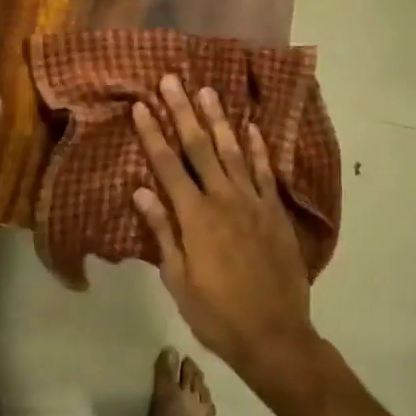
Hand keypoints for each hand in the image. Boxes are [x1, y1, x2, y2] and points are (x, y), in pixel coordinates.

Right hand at [132, 74, 321, 391]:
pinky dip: (259, 147)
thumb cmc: (217, 313)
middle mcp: (223, 200)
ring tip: (207, 90)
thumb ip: (162, 231)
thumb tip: (140, 191)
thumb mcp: (178, 279)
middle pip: (199, 148)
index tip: (140, 106)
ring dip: (218, 120)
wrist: (275, 335)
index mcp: (195, 217)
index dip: (153, 134)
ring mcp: (253, 203)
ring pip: (233, 151)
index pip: (167, 166)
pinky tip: (251, 126)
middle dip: (182, 112)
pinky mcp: (275, 212)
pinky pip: (266, 172)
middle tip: (172, 80)